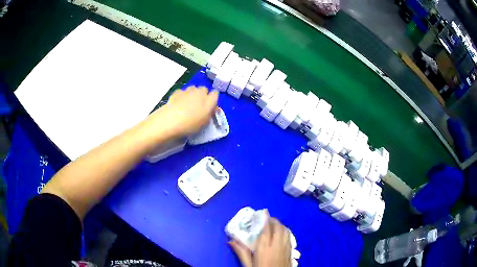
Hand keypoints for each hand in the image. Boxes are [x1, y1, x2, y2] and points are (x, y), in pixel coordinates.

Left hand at [147, 86, 218, 138]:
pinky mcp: (177, 92)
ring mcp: (187, 91)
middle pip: (204, 89)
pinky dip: (182, 96)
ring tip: (188, 105)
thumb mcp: (204, 123)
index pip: (215, 94)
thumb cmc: (190, 124)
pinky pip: (182, 92)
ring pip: (193, 89)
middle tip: (198, 106)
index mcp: (209, 100)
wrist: (170, 121)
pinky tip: (178, 104)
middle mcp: (199, 92)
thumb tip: (212, 108)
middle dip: (202, 95)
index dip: (213, 100)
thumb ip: (210, 113)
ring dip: (192, 94)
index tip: (210, 107)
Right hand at [229, 216, 290, 266]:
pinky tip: (282, 234)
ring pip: (286, 231)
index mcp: (265, 247)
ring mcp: (286, 248)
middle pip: (278, 227)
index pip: (266, 228)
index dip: (265, 218)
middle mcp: (278, 244)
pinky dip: (286, 231)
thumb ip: (241, 252)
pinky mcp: (291, 252)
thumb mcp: (248, 265)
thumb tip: (231, 240)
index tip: (263, 212)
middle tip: (267, 218)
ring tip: (274, 224)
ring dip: (280, 225)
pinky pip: (290, 237)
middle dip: (273, 220)